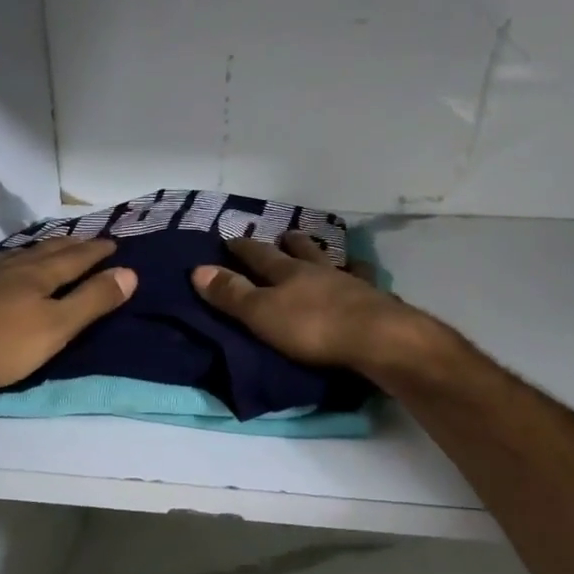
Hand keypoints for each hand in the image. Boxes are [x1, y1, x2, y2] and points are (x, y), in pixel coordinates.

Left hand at [0, 238, 136, 395]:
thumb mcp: (56, 328)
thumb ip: (92, 301)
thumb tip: (130, 272)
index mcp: (38, 276)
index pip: (75, 258)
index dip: (96, 252)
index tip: (113, 243)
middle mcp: (10, 269)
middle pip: (46, 251)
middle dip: (70, 245)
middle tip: (86, 239)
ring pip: (16, 257)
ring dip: (39, 251)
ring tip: (49, 248)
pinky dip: (9, 264)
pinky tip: (1, 272)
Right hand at [191, 231, 434, 376]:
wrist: (377, 338)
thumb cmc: (312, 328)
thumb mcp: (261, 313)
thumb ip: (232, 294)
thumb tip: (197, 269)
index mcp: (288, 273)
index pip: (259, 255)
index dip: (244, 248)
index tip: (232, 238)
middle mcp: (319, 270)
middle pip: (301, 252)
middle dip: (289, 244)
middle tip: (284, 235)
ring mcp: (350, 283)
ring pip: (333, 262)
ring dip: (324, 255)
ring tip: (323, 251)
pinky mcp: (376, 300)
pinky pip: (365, 282)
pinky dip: (360, 276)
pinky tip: (364, 277)